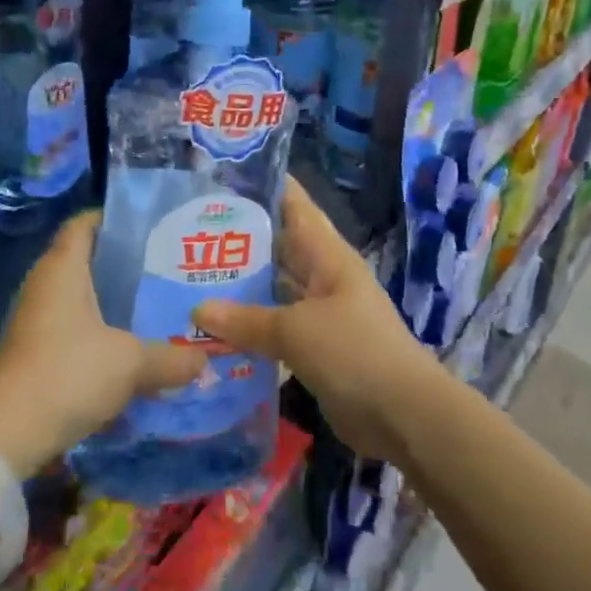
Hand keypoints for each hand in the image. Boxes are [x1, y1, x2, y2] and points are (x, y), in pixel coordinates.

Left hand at [0, 211, 204, 474]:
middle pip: (86, 258)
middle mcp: (45, 283)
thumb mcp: (130, 363)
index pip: (85, 222)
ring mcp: (36, 317)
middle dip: (124, 263)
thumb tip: (204, 361)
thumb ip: (171, 358)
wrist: (6, 433)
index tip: (151, 227)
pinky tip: (129, 346)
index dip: (115, 218)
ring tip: (156, 305)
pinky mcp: (34, 349)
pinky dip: (99, 330)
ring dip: (112, 301)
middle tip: (167, 267)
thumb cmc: (69, 373)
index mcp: (63, 267)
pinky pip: (73, 326)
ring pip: (81, 296)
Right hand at [193, 178, 442, 465]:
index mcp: (327, 255)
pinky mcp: (315, 349)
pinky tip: (214, 328)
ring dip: (241, 286)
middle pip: (278, 247)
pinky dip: (249, 327)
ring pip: (274, 289)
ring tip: (191, 274)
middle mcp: (323, 276)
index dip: (264, 185)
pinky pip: (275, 328)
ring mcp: (320, 314)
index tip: (221, 174)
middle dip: (239, 238)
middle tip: (187, 228)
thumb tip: (197, 310)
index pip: (294, 204)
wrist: (404, 416)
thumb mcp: (296, 331)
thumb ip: (247, 320)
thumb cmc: (354, 352)